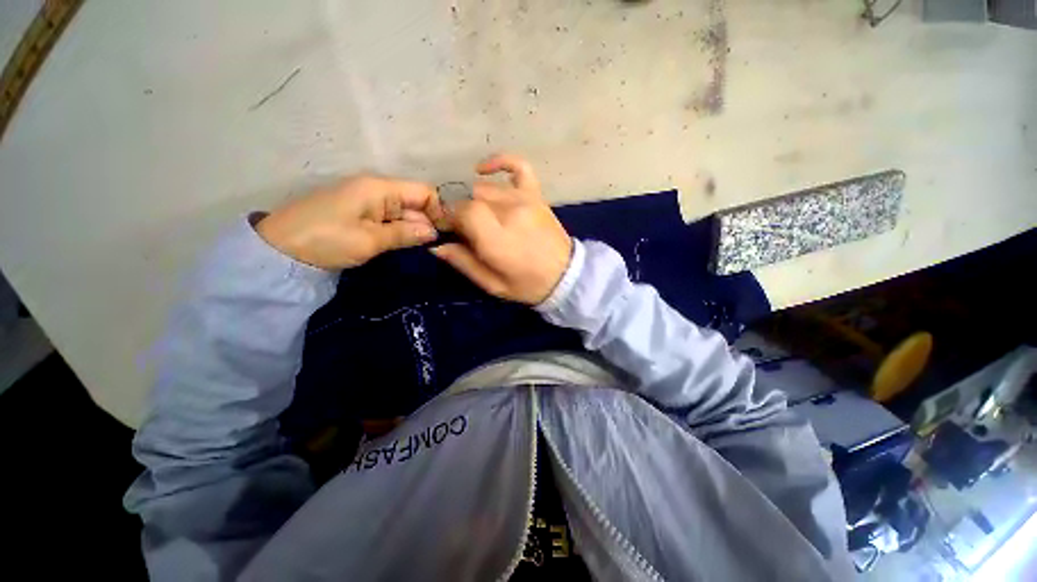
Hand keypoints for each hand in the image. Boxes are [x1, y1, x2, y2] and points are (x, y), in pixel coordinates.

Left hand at [257, 175, 443, 269]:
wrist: (279, 250)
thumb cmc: (326, 240)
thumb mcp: (370, 240)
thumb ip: (405, 233)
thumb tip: (434, 232)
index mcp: (379, 188)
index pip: (424, 192)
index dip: (439, 210)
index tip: (446, 234)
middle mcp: (376, 189)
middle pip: (415, 202)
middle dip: (428, 222)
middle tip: (437, 247)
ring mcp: (367, 201)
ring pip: (404, 212)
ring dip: (414, 229)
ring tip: (424, 249)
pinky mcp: (360, 213)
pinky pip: (389, 219)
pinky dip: (400, 231)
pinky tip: (405, 244)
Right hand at [431, 154, 572, 304]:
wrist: (566, 277)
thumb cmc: (528, 285)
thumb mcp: (492, 285)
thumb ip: (463, 263)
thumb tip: (437, 246)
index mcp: (497, 239)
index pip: (462, 212)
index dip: (450, 219)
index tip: (451, 231)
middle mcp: (509, 212)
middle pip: (471, 199)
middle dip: (461, 213)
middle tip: (466, 231)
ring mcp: (525, 199)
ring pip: (486, 188)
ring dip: (475, 200)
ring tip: (479, 218)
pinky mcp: (536, 195)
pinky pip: (517, 167)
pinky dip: (499, 162)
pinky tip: (482, 170)